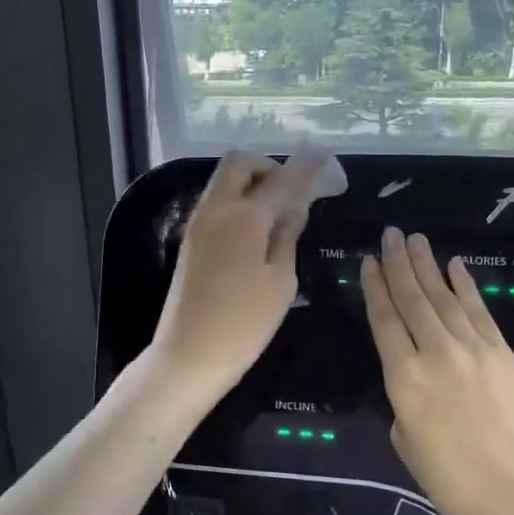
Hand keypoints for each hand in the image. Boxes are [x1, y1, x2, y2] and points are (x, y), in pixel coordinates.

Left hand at [148, 150, 327, 406]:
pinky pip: (217, 202)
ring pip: (224, 180)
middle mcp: (216, 209)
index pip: (282, 180)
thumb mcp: (281, 282)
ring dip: (252, 182)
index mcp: (244, 217)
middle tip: (292, 191)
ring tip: (278, 210)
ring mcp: (198, 222)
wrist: (188, 355)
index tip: (325, 159)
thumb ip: (287, 237)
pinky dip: (238, 200)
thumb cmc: (244, 324)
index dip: (306, 168)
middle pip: (240, 163)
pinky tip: (258, 227)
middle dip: (269, 166)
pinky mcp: (190, 239)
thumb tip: (294, 207)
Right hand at [361, 227, 513, 514]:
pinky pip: (479, 311)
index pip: (384, 320)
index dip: (375, 288)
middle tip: (390, 235)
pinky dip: (466, 286)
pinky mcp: (502, 353)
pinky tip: (455, 266)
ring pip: (444, 297)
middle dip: (399, 264)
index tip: (368, 262)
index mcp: (403, 378)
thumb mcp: (406, 440)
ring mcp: (472, 349)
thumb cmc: (450, 480)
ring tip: (415, 239)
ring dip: (428, 266)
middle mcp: (435, 352)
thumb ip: (404, 399)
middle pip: (412, 299)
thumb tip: (416, 377)